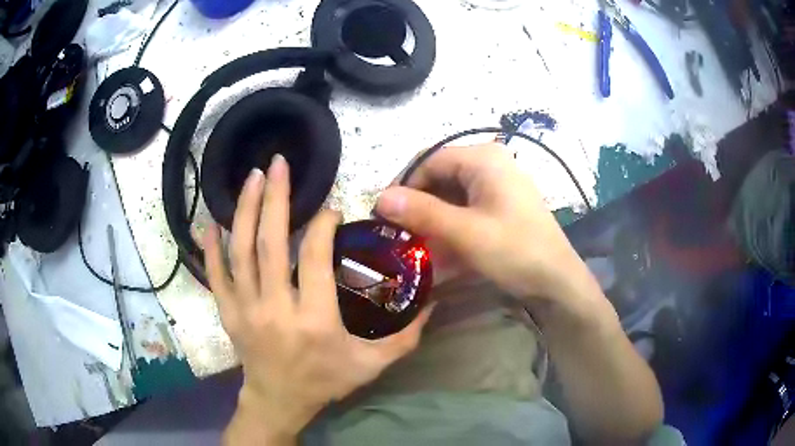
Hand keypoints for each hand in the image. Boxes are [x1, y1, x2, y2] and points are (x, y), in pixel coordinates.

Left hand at [204, 155, 433, 443]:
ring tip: (252, 178)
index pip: (314, 259)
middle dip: (275, 198)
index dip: (323, 226)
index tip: (332, 209)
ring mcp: (245, 310)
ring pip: (241, 252)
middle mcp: (275, 309)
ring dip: (245, 211)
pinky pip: (215, 275)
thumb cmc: (325, 382)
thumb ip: (405, 337)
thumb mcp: (372, 365)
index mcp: (314, 320)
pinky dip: (211, 248)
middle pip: (271, 244)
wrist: (279, 402)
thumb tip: (433, 303)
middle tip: (278, 164)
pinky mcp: (228, 313)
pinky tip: (210, 222)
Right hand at [377, 143, 582, 300]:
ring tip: (416, 241)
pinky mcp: (502, 202)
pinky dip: (450, 222)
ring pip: (452, 192)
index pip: (429, 160)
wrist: (557, 280)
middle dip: (418, 203)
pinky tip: (440, 244)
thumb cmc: (516, 252)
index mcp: (483, 158)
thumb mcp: (465, 233)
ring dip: (432, 215)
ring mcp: (499, 182)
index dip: (403, 185)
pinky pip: (466, 205)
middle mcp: (491, 163)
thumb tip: (380, 198)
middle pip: (440, 175)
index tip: (384, 214)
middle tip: (398, 231)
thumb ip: (422, 212)